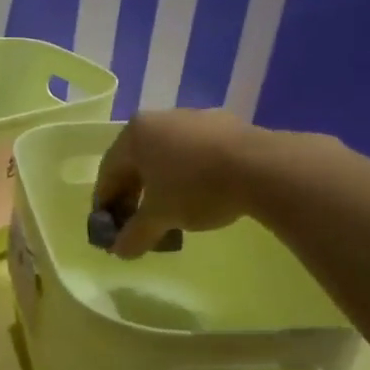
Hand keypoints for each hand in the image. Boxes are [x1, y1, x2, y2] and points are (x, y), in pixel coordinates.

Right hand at [94, 109, 258, 257]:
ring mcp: (195, 118)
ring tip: (172, 213)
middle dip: (134, 196)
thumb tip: (119, 251)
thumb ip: (135, 234)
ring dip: (162, 186)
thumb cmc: (196, 187)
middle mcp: (159, 119)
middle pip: (137, 162)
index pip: (108, 172)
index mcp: (134, 134)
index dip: (105, 204)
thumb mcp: (160, 217)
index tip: (110, 228)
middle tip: (138, 223)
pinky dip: (190, 175)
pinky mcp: (226, 124)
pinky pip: (196, 153)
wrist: (264, 168)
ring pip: (167, 157)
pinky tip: (202, 196)